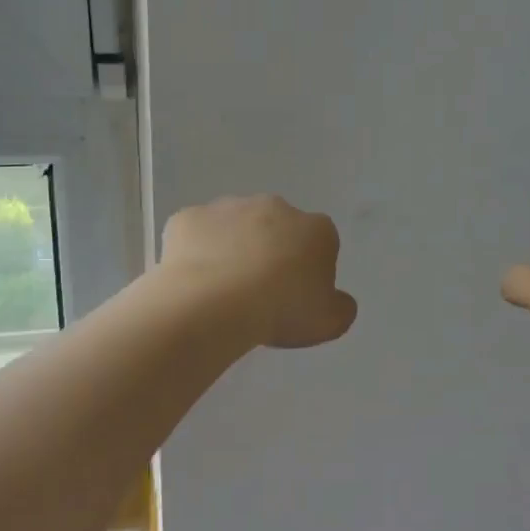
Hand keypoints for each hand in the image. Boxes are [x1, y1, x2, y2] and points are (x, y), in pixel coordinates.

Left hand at [160, 195, 357, 348]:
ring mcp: (228, 208)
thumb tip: (337, 300)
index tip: (297, 298)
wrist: (212, 304)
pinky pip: (196, 234)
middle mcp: (275, 207)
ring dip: (233, 249)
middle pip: (277, 229)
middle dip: (271, 253)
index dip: (310, 271)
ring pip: (235, 228)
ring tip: (223, 291)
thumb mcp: (330, 322)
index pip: (321, 244)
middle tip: (260, 294)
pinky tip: (194, 281)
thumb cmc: (281, 311)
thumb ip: (341, 307)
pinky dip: (196, 252)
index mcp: (316, 229)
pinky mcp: (188, 217)